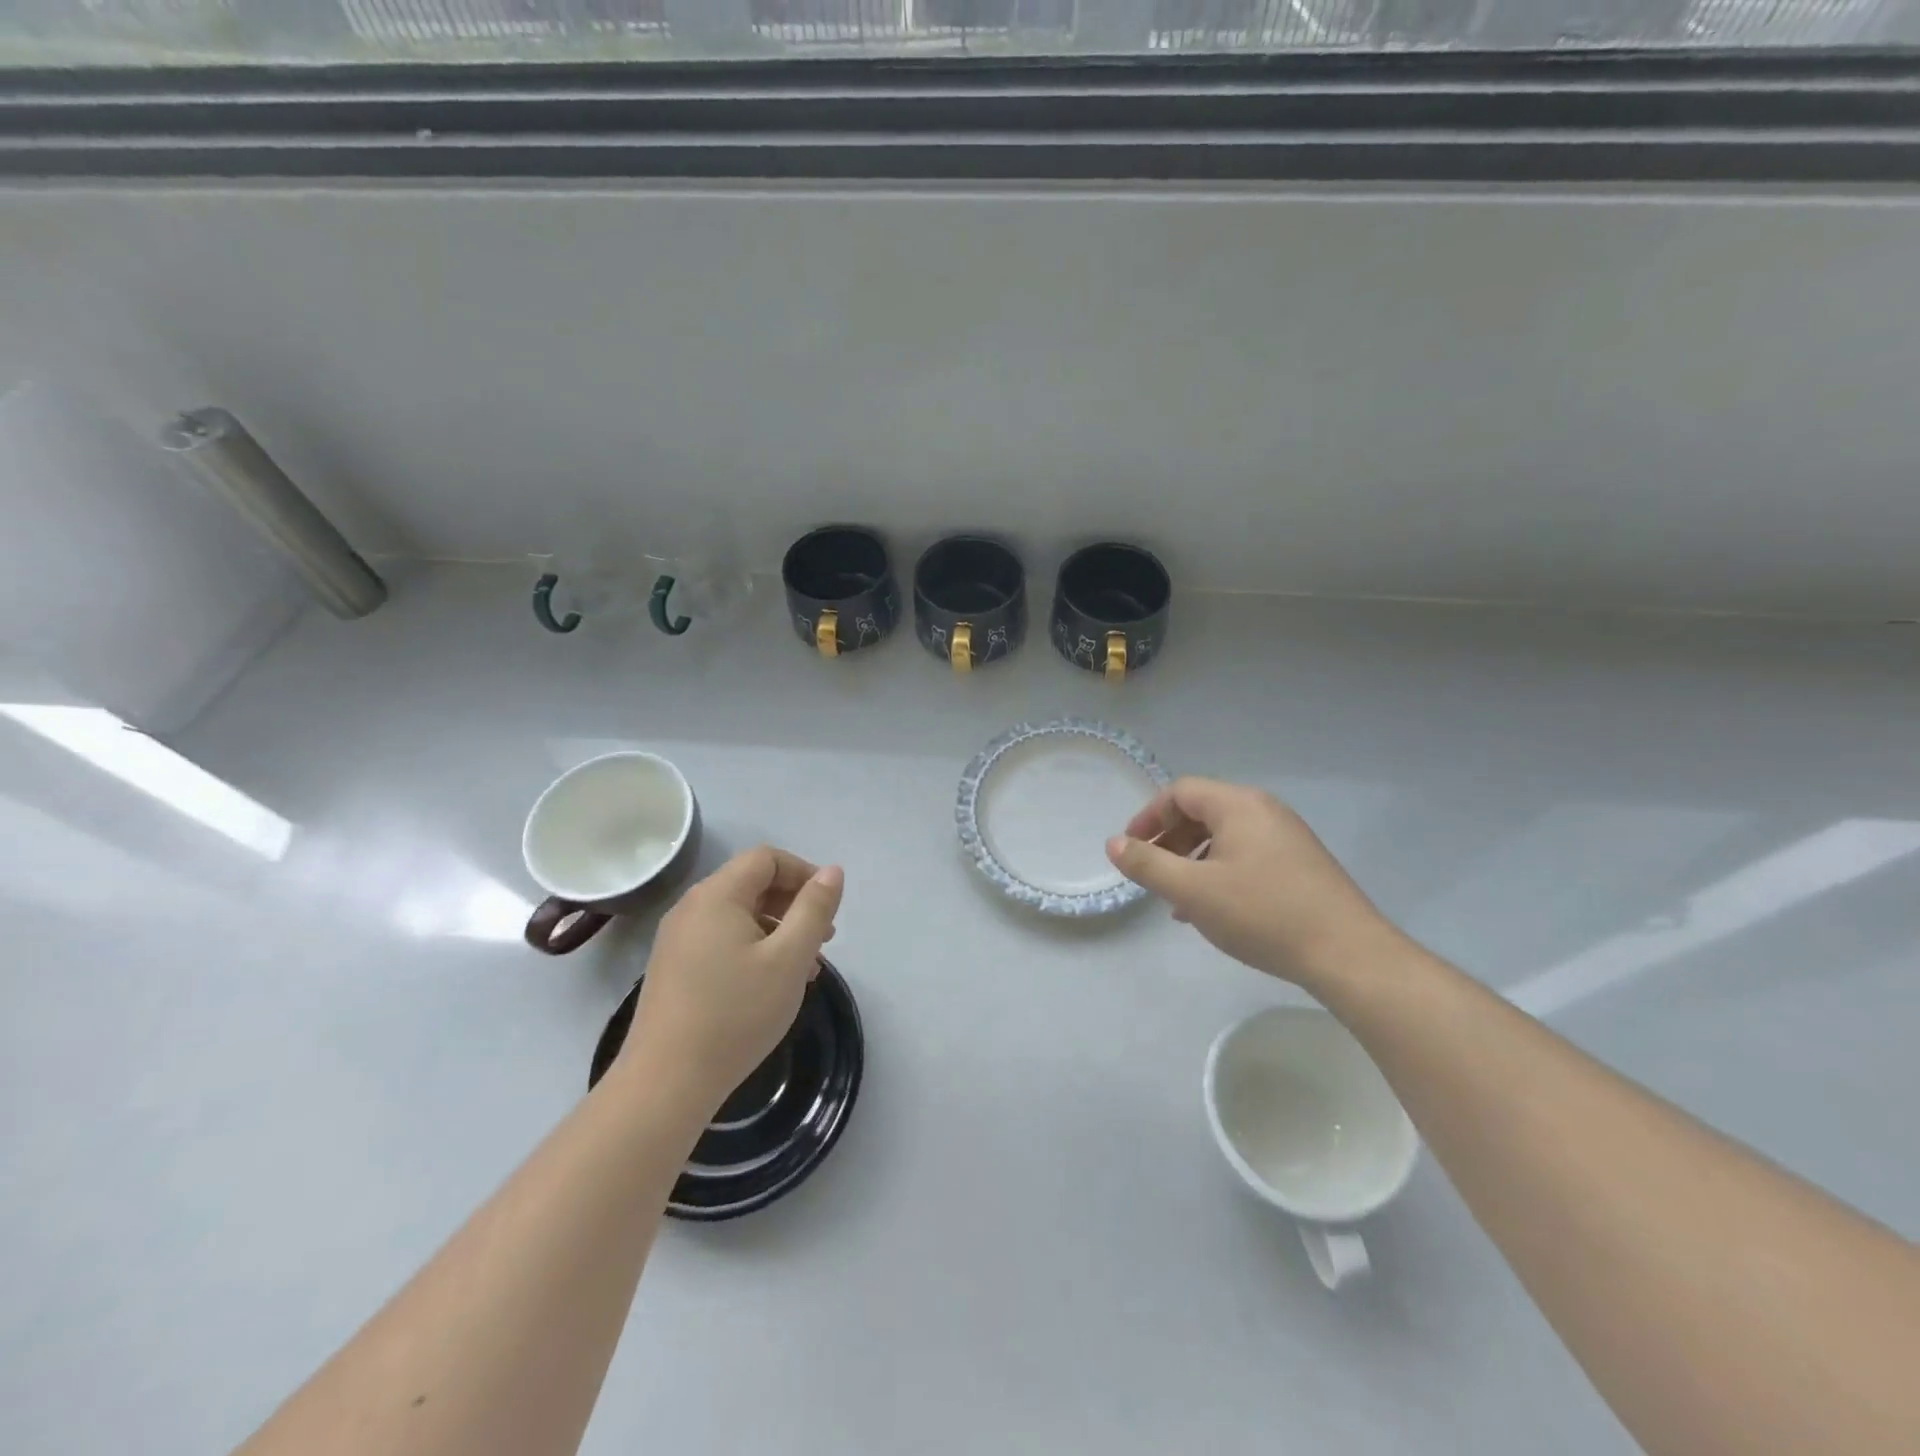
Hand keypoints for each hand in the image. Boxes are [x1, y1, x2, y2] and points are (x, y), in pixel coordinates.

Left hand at [622, 846, 844, 1117]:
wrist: (665, 1083)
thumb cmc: (736, 1014)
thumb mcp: (789, 958)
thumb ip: (814, 909)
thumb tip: (831, 871)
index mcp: (717, 895)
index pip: (766, 858)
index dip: (803, 872)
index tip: (828, 907)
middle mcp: (691, 908)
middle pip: (751, 883)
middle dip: (793, 903)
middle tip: (824, 939)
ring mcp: (677, 940)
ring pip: (738, 915)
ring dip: (777, 929)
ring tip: (805, 967)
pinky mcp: (673, 968)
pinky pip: (721, 939)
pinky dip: (753, 947)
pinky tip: (770, 984)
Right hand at [1106, 777, 1394, 986]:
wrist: (1348, 954)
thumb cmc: (1263, 914)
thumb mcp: (1193, 891)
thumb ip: (1147, 864)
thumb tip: (1113, 843)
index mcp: (1239, 805)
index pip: (1180, 792)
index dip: (1149, 816)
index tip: (1130, 848)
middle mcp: (1265, 811)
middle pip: (1203, 811)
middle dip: (1169, 840)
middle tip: (1150, 872)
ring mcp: (1287, 837)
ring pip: (1224, 837)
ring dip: (1192, 859)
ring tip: (1176, 897)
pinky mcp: (1301, 864)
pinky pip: (1246, 855)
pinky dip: (1219, 871)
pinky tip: (1212, 909)